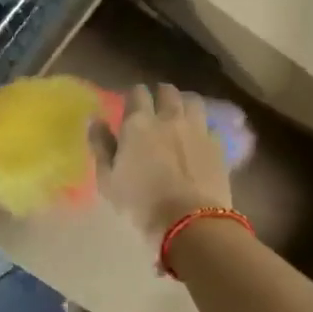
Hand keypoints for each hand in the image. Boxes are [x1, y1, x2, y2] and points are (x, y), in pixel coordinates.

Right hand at [98, 85, 234, 241]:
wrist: (189, 220)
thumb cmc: (140, 203)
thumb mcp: (108, 180)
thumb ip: (101, 146)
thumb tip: (95, 120)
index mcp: (139, 124)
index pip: (137, 92)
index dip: (135, 96)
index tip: (132, 106)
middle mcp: (169, 118)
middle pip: (168, 91)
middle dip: (161, 94)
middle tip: (157, 106)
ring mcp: (197, 129)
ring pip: (193, 102)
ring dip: (185, 104)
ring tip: (182, 115)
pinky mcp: (218, 145)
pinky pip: (211, 126)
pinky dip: (204, 129)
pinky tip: (201, 140)